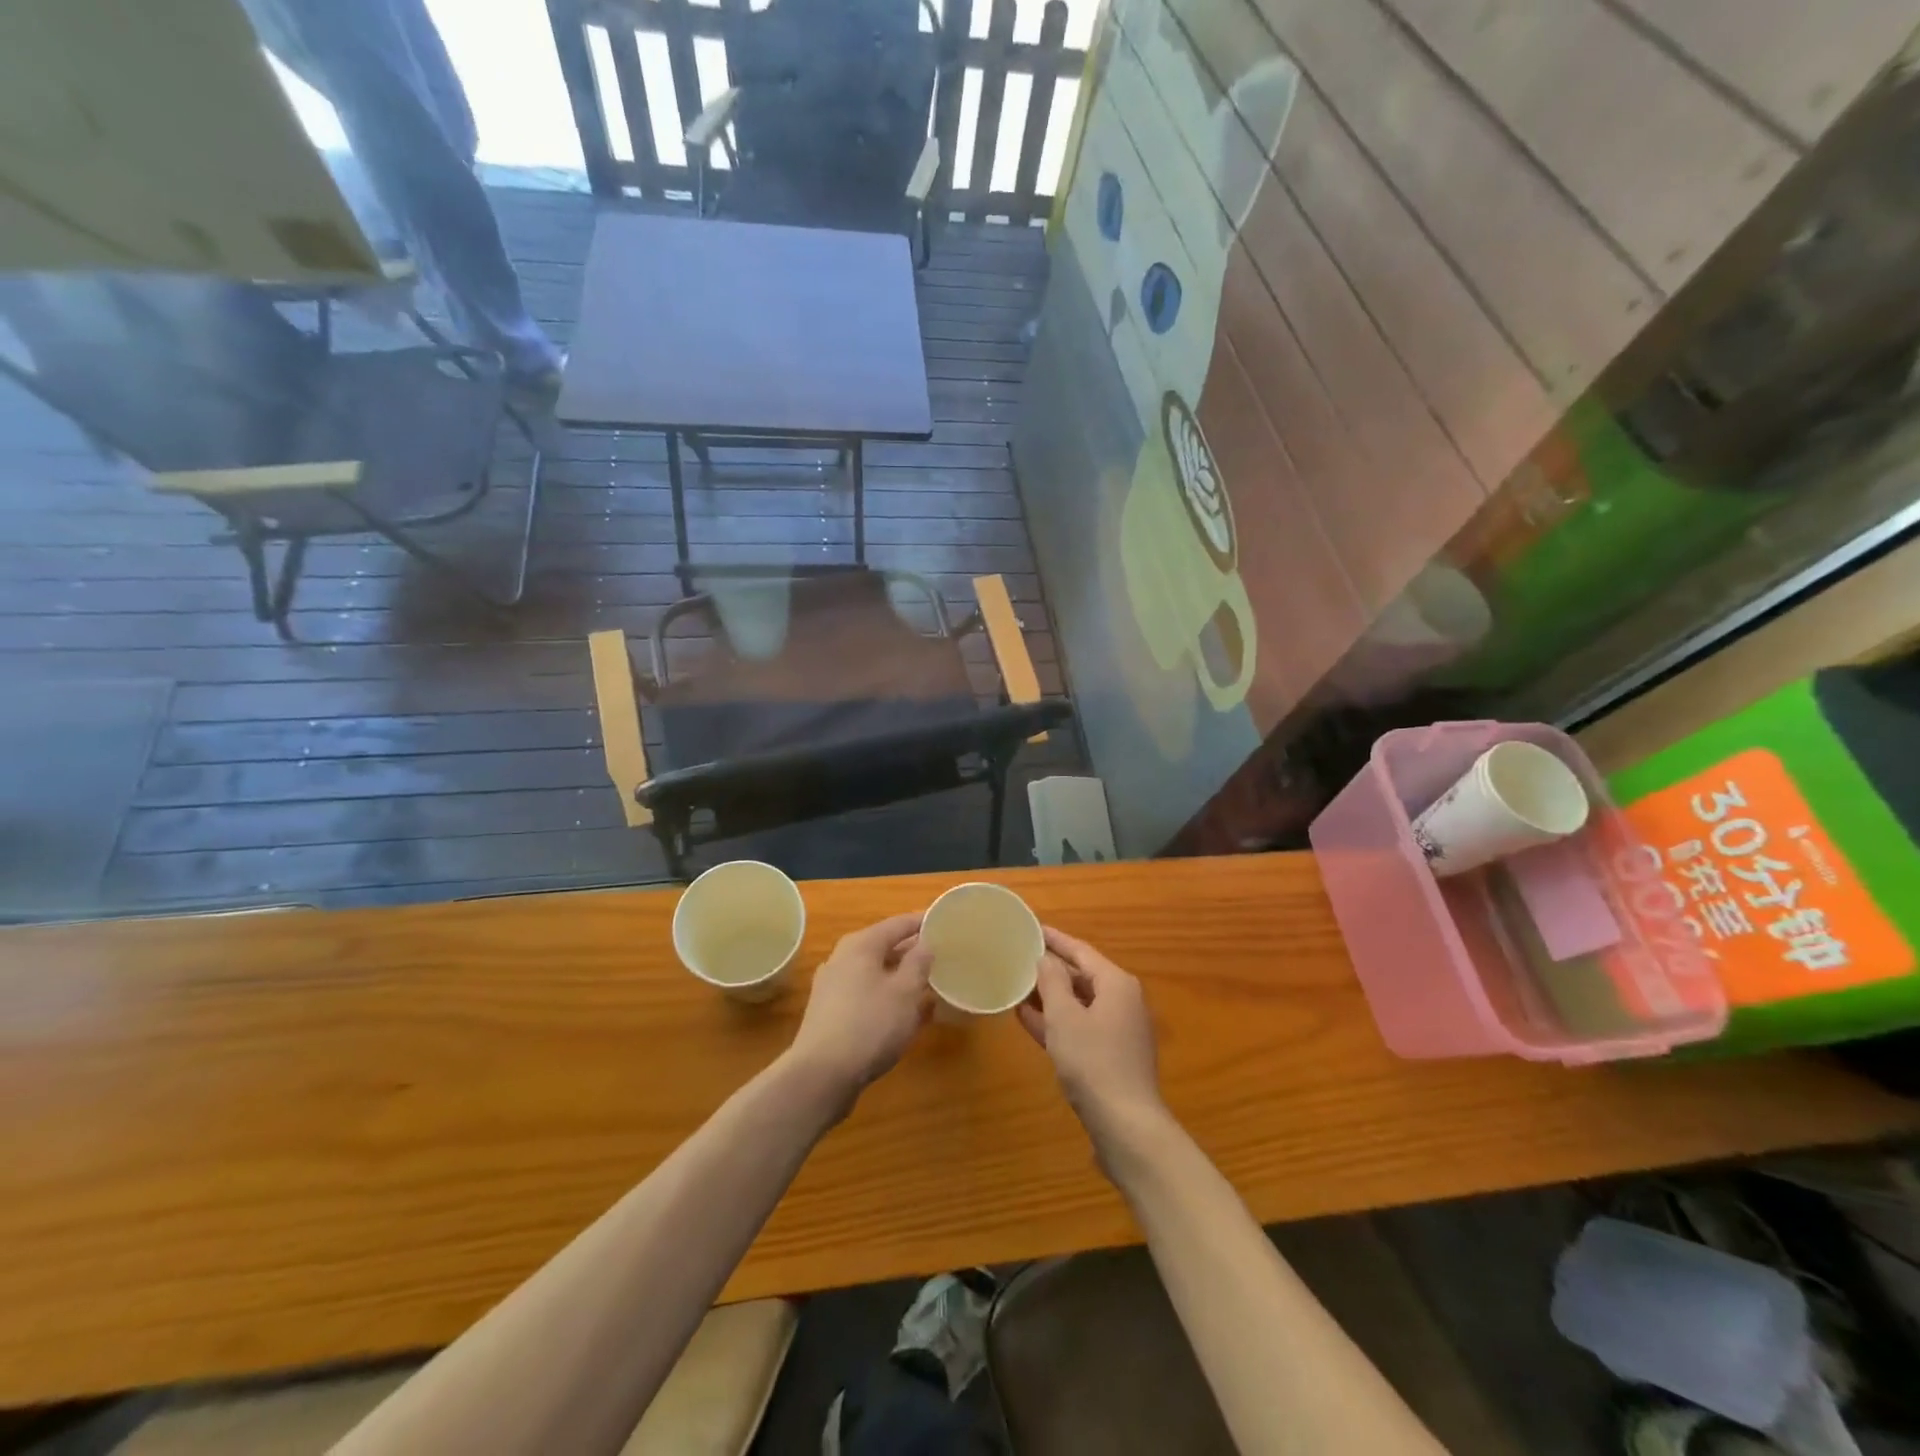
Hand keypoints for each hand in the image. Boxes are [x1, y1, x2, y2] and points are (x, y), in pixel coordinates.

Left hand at [787, 912, 932, 1105]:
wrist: (822, 1075)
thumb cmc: (870, 1024)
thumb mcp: (905, 991)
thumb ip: (919, 962)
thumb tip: (925, 943)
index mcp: (861, 945)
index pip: (897, 924)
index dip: (921, 922)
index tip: (943, 922)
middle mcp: (842, 959)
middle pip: (884, 947)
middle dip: (912, 952)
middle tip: (940, 956)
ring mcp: (833, 988)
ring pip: (875, 974)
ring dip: (901, 978)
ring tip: (929, 985)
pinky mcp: (831, 1015)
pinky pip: (867, 996)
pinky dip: (888, 998)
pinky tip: (907, 1016)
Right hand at [1018, 927, 1164, 1151]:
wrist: (1125, 1125)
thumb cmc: (1093, 1061)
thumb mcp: (1064, 1016)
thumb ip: (1052, 981)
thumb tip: (1045, 958)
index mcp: (1117, 984)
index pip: (1081, 951)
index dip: (1055, 939)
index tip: (1031, 928)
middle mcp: (1123, 1001)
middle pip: (1082, 975)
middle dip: (1050, 968)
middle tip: (1019, 956)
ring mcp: (1119, 1031)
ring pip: (1079, 1003)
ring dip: (1050, 996)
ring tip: (1017, 985)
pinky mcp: (1111, 1056)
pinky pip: (1080, 1027)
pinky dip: (1057, 1021)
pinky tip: (1027, 1019)